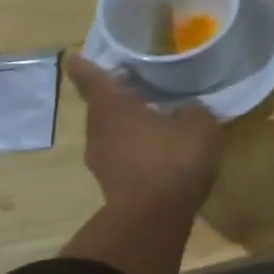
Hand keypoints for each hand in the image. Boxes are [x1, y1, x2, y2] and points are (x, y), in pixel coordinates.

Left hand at [65, 53, 223, 214]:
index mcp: (114, 108)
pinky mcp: (114, 185)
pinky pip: (123, 158)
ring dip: (127, 127)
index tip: (74, 56)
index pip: (93, 80)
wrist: (154, 217)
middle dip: (115, 97)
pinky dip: (136, 151)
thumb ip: (193, 111)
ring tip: (152, 120)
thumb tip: (187, 109)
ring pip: (112, 134)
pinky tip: (159, 153)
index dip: (85, 67)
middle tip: (134, 86)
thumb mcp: (199, 126)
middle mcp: (100, 131)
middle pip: (102, 108)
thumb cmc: (173, 159)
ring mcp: (102, 161)